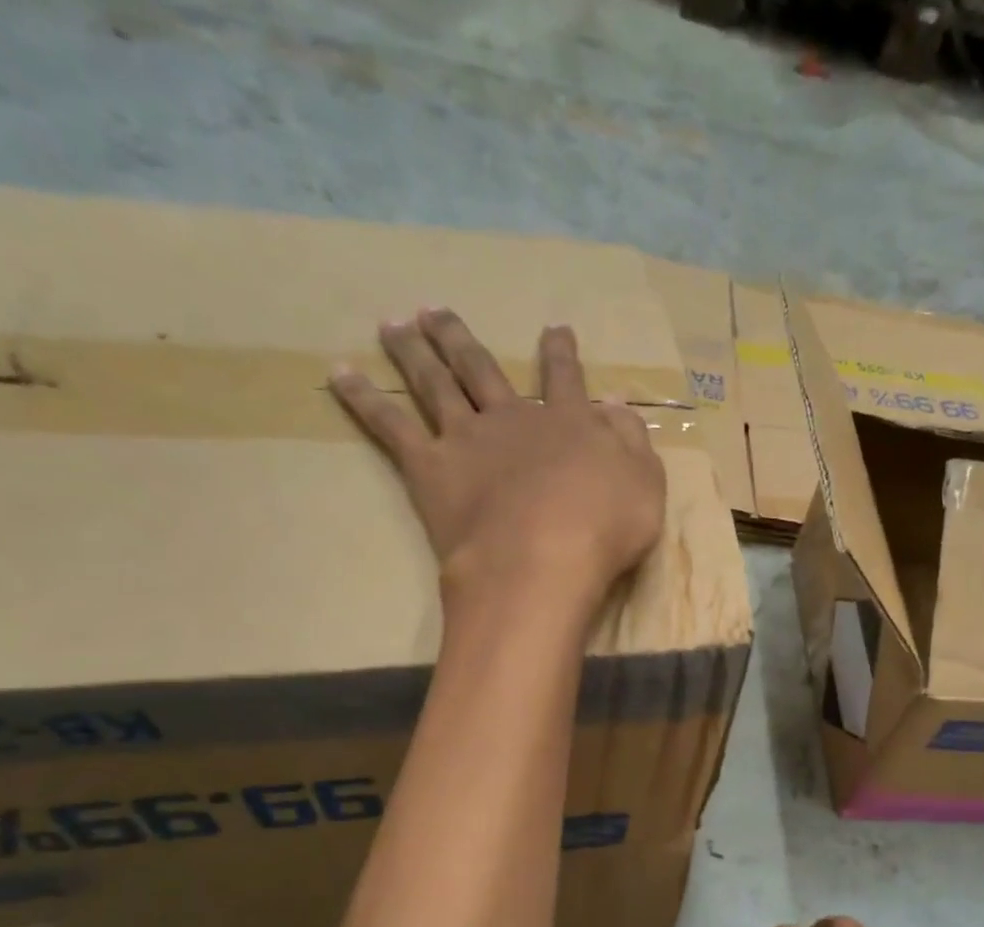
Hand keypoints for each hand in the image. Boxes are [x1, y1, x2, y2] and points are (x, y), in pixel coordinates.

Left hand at [330, 310, 664, 619]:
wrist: (542, 559)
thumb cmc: (604, 529)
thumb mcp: (644, 483)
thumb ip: (631, 441)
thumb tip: (615, 405)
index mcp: (568, 424)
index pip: (565, 379)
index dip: (561, 353)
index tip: (554, 328)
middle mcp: (513, 418)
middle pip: (482, 369)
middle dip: (461, 339)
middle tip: (435, 311)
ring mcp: (467, 439)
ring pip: (435, 383)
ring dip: (414, 351)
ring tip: (393, 323)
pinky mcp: (430, 468)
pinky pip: (389, 425)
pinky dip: (362, 397)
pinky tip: (338, 373)